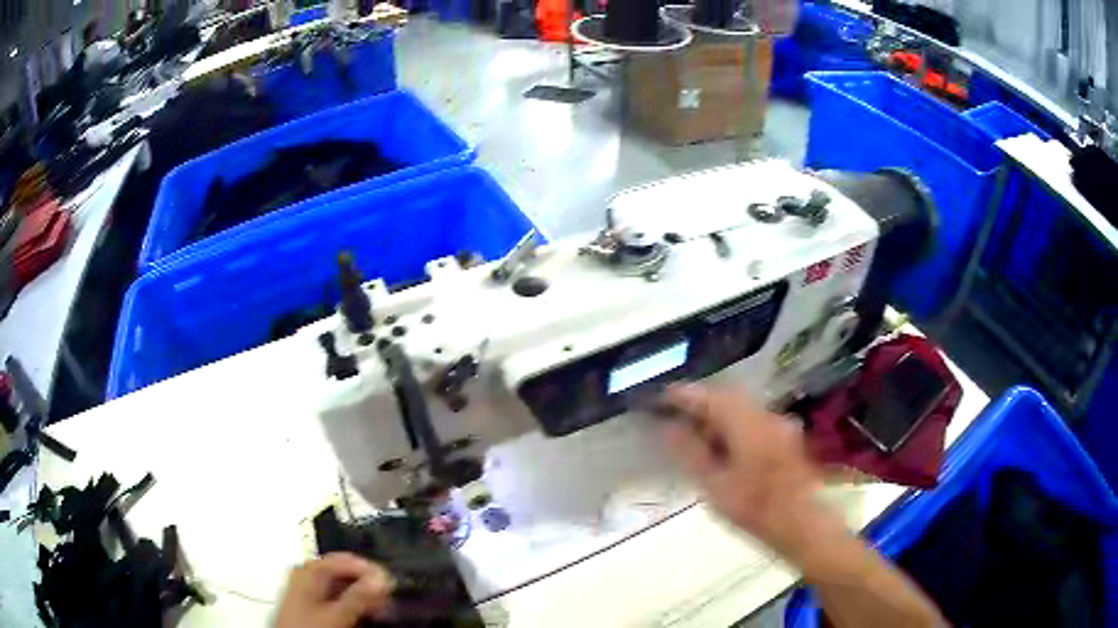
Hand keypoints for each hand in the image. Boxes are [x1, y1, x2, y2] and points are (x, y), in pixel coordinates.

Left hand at [274, 553, 394, 627]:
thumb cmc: (306, 625)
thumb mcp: (336, 613)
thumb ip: (358, 596)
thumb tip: (381, 579)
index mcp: (308, 569)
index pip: (345, 559)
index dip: (370, 568)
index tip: (390, 580)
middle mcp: (305, 573)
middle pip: (343, 571)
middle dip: (367, 582)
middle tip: (388, 595)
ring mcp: (306, 587)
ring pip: (340, 584)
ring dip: (362, 594)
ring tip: (380, 606)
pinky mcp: (309, 602)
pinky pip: (335, 595)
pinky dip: (351, 601)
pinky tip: (363, 611)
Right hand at [658, 384, 823, 553]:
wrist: (800, 523)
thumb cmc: (753, 508)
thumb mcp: (714, 485)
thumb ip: (691, 452)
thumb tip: (669, 427)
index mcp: (746, 423)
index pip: (709, 398)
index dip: (683, 395)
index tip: (661, 397)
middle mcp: (765, 414)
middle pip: (728, 396)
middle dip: (701, 401)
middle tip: (676, 413)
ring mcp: (779, 423)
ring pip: (742, 406)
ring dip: (718, 412)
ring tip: (695, 429)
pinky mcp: (785, 435)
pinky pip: (753, 417)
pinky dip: (733, 422)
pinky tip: (723, 442)